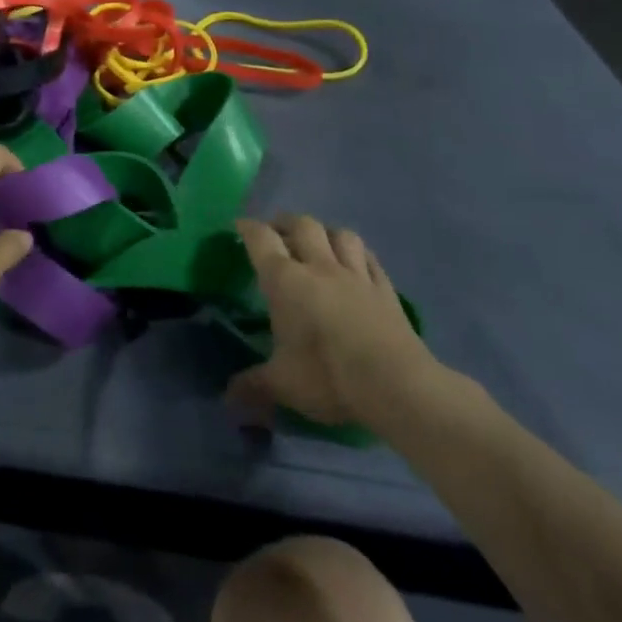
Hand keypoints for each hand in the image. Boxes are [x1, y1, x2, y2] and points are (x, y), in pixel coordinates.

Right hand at [227, 215, 442, 435]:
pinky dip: (358, 254)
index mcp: (286, 280)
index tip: (240, 226)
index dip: (248, 228)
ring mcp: (356, 275)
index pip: (261, 239)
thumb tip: (227, 399)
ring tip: (318, 242)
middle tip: (277, 232)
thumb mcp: (282, 384)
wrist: (395, 385)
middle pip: (302, 225)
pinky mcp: (385, 289)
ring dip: (325, 232)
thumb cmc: (327, 376)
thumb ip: (253, 385)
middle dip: (286, 223)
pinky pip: (370, 259)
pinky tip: (356, 261)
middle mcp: (319, 267)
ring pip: (340, 235)